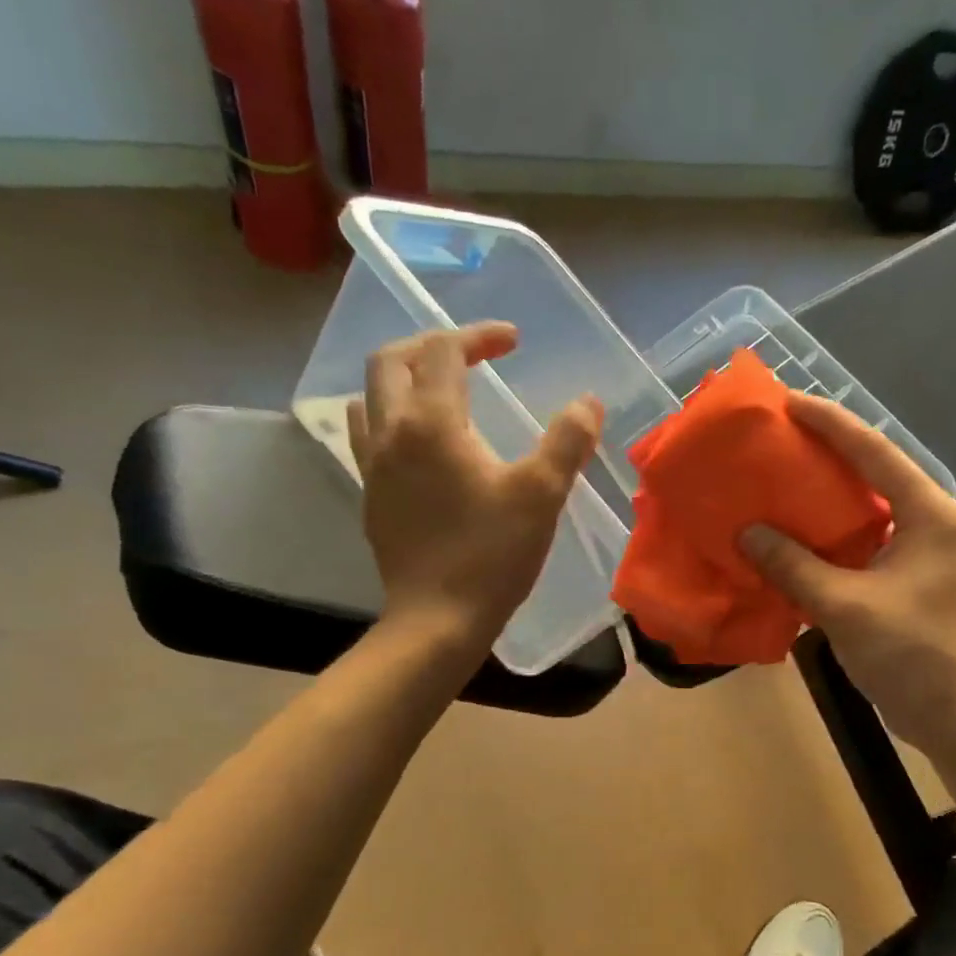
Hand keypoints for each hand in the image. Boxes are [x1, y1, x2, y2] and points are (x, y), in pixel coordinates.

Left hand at [348, 322, 600, 650]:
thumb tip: (588, 402)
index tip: (513, 343)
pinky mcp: (370, 497)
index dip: (479, 335)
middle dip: (431, 345)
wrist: (437, 619)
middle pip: (392, 361)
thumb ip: (567, 441)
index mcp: (431, 423)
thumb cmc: (492, 555)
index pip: (443, 350)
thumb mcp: (542, 494)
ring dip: (402, 379)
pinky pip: (367, 436)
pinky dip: (390, 418)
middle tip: (471, 355)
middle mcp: (391, 433)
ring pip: (370, 397)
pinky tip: (419, 444)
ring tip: (439, 391)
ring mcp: (372, 466)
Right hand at [739, 393, 955, 757]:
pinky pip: (862, 542)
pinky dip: (828, 537)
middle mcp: (930, 522)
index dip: (831, 423)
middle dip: (826, 453)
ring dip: (824, 497)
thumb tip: (747, 532)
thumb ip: (793, 566)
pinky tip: (793, 536)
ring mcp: (921, 552)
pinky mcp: (907, 579)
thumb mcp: (845, 606)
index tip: (788, 402)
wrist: (954, 716)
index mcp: (929, 514)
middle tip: (777, 438)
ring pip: (866, 509)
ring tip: (778, 480)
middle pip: (873, 473)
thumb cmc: (910, 654)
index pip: (875, 452)